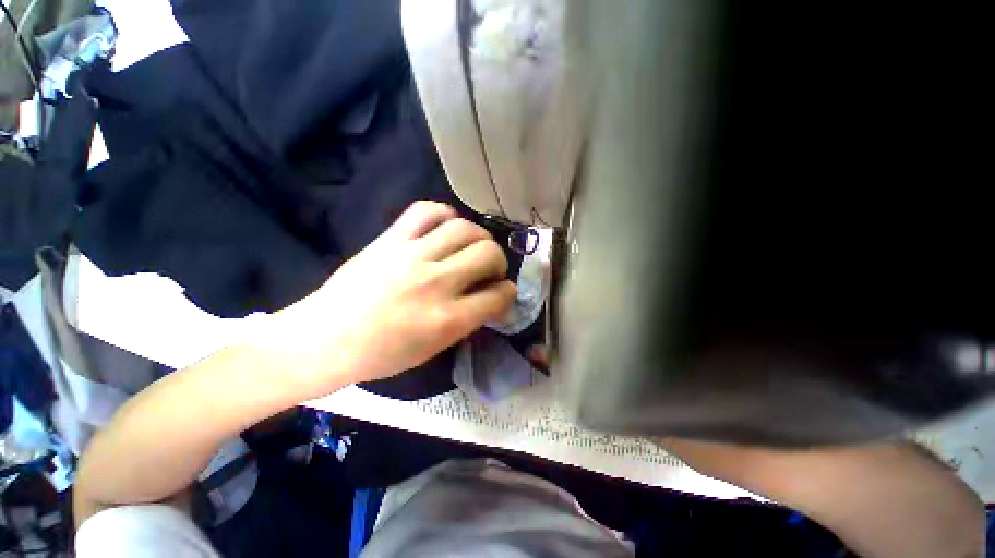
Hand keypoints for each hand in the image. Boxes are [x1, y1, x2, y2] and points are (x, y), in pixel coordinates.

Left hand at [264, 201, 516, 390]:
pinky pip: (426, 211)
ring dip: (479, 237)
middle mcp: (435, 283)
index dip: (508, 293)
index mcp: (447, 320)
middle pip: (488, 254)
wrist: (323, 339)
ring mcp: (412, 256)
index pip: (498, 296)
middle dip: (499, 261)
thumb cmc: (380, 355)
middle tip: (489, 269)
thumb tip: (488, 298)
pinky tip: (445, 228)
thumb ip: (466, 321)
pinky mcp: (390, 240)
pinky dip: (444, 214)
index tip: (503, 292)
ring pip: (465, 228)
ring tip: (472, 247)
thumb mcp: (433, 350)